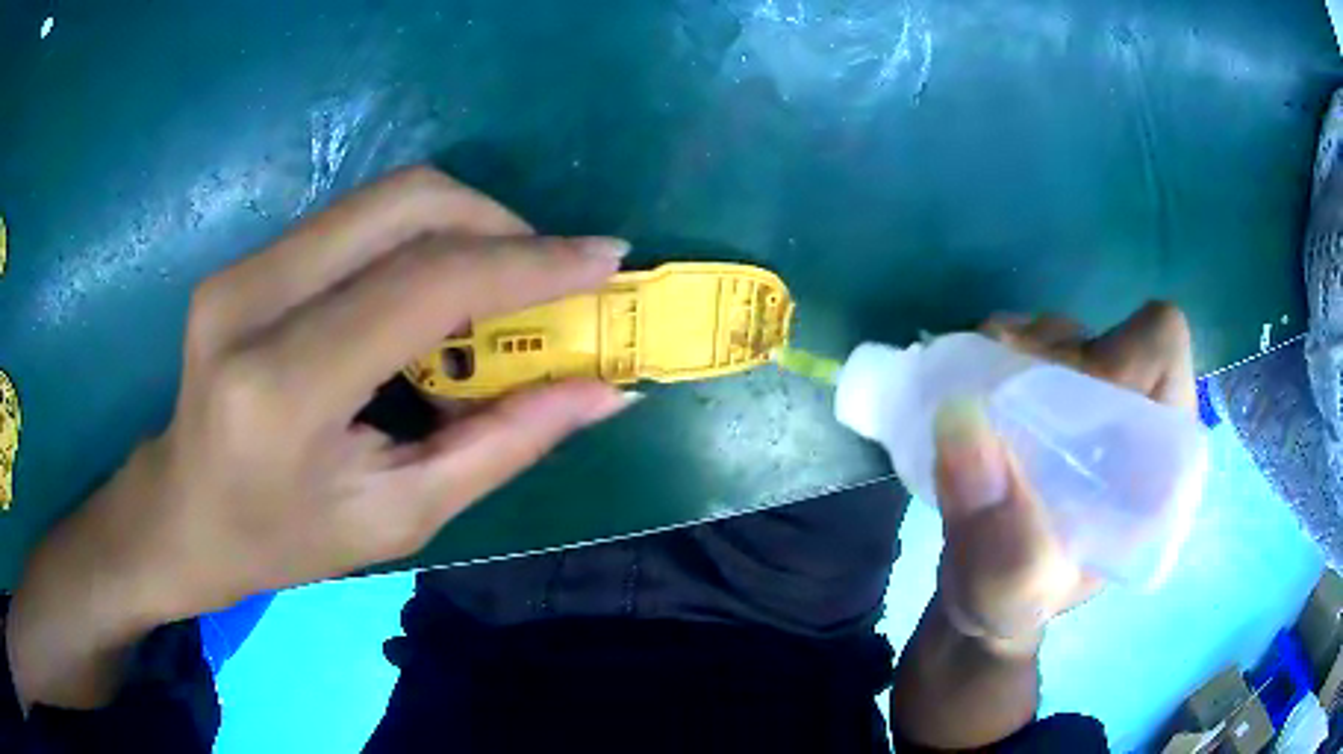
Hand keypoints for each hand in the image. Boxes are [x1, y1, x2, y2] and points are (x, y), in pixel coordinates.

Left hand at [8, 167, 631, 708]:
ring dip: (462, 223)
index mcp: (281, 389)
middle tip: (552, 270)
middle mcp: (252, 302)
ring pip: (381, 198)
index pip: (423, 285)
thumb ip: (502, 446)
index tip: (605, 259)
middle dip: (500, 222)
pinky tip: (434, 288)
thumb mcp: (397, 518)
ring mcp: (240, 269)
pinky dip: (416, 236)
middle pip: (404, 204)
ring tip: (502, 281)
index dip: (527, 263)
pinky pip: (353, 220)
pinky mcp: (243, 260)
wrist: (178, 514)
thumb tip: (601, 394)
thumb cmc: (280, 541)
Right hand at [933, 302, 1195, 653]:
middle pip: (1104, 332)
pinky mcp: (1053, 393)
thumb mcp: (1008, 593)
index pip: (1159, 350)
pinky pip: (1025, 340)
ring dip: (1014, 356)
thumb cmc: (1014, 602)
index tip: (1052, 405)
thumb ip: (995, 530)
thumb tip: (960, 419)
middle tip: (998, 407)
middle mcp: (1136, 413)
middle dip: (1045, 358)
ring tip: (984, 409)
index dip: (1111, 356)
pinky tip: (978, 396)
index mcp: (1159, 457)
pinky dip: (994, 355)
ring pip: (1062, 334)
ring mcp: (1093, 398)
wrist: (983, 593)